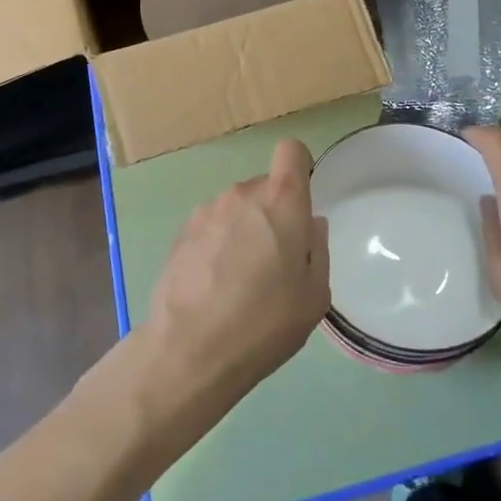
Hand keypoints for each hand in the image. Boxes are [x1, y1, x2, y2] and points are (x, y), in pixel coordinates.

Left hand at [140, 139, 328, 421]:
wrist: (188, 351)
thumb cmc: (264, 323)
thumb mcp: (314, 297)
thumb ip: (317, 249)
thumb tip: (309, 225)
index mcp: (281, 200)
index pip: (291, 150)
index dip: (299, 167)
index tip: (301, 200)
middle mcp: (242, 193)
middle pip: (265, 187)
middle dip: (273, 213)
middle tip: (275, 261)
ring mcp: (208, 209)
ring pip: (237, 208)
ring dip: (244, 229)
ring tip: (240, 279)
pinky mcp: (182, 231)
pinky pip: (213, 225)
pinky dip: (218, 244)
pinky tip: (214, 284)